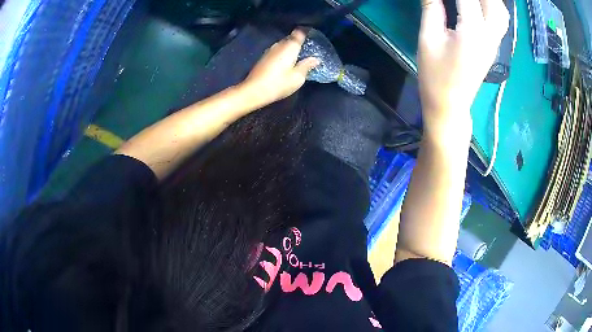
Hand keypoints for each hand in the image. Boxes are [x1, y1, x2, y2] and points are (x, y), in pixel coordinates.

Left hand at [240, 29, 319, 105]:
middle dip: (298, 41)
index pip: (299, 33)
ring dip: (289, 48)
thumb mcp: (297, 77)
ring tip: (297, 55)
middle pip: (290, 38)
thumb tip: (315, 59)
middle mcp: (279, 45)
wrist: (253, 91)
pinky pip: (276, 51)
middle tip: (307, 48)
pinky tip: (285, 62)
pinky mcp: (263, 58)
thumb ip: (307, 66)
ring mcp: (269, 51)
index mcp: (290, 47)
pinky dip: (282, 53)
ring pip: (282, 44)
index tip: (312, 34)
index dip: (306, 32)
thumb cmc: (278, 84)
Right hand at [418, 0, 509, 139]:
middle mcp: (489, 35)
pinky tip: (483, 3)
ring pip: (501, 12)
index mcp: (471, 32)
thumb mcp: (428, 38)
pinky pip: (501, 21)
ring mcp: (494, 42)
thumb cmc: (436, 74)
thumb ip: (432, 7)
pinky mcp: (494, 47)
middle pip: (493, 3)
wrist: (450, 104)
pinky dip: (494, 6)